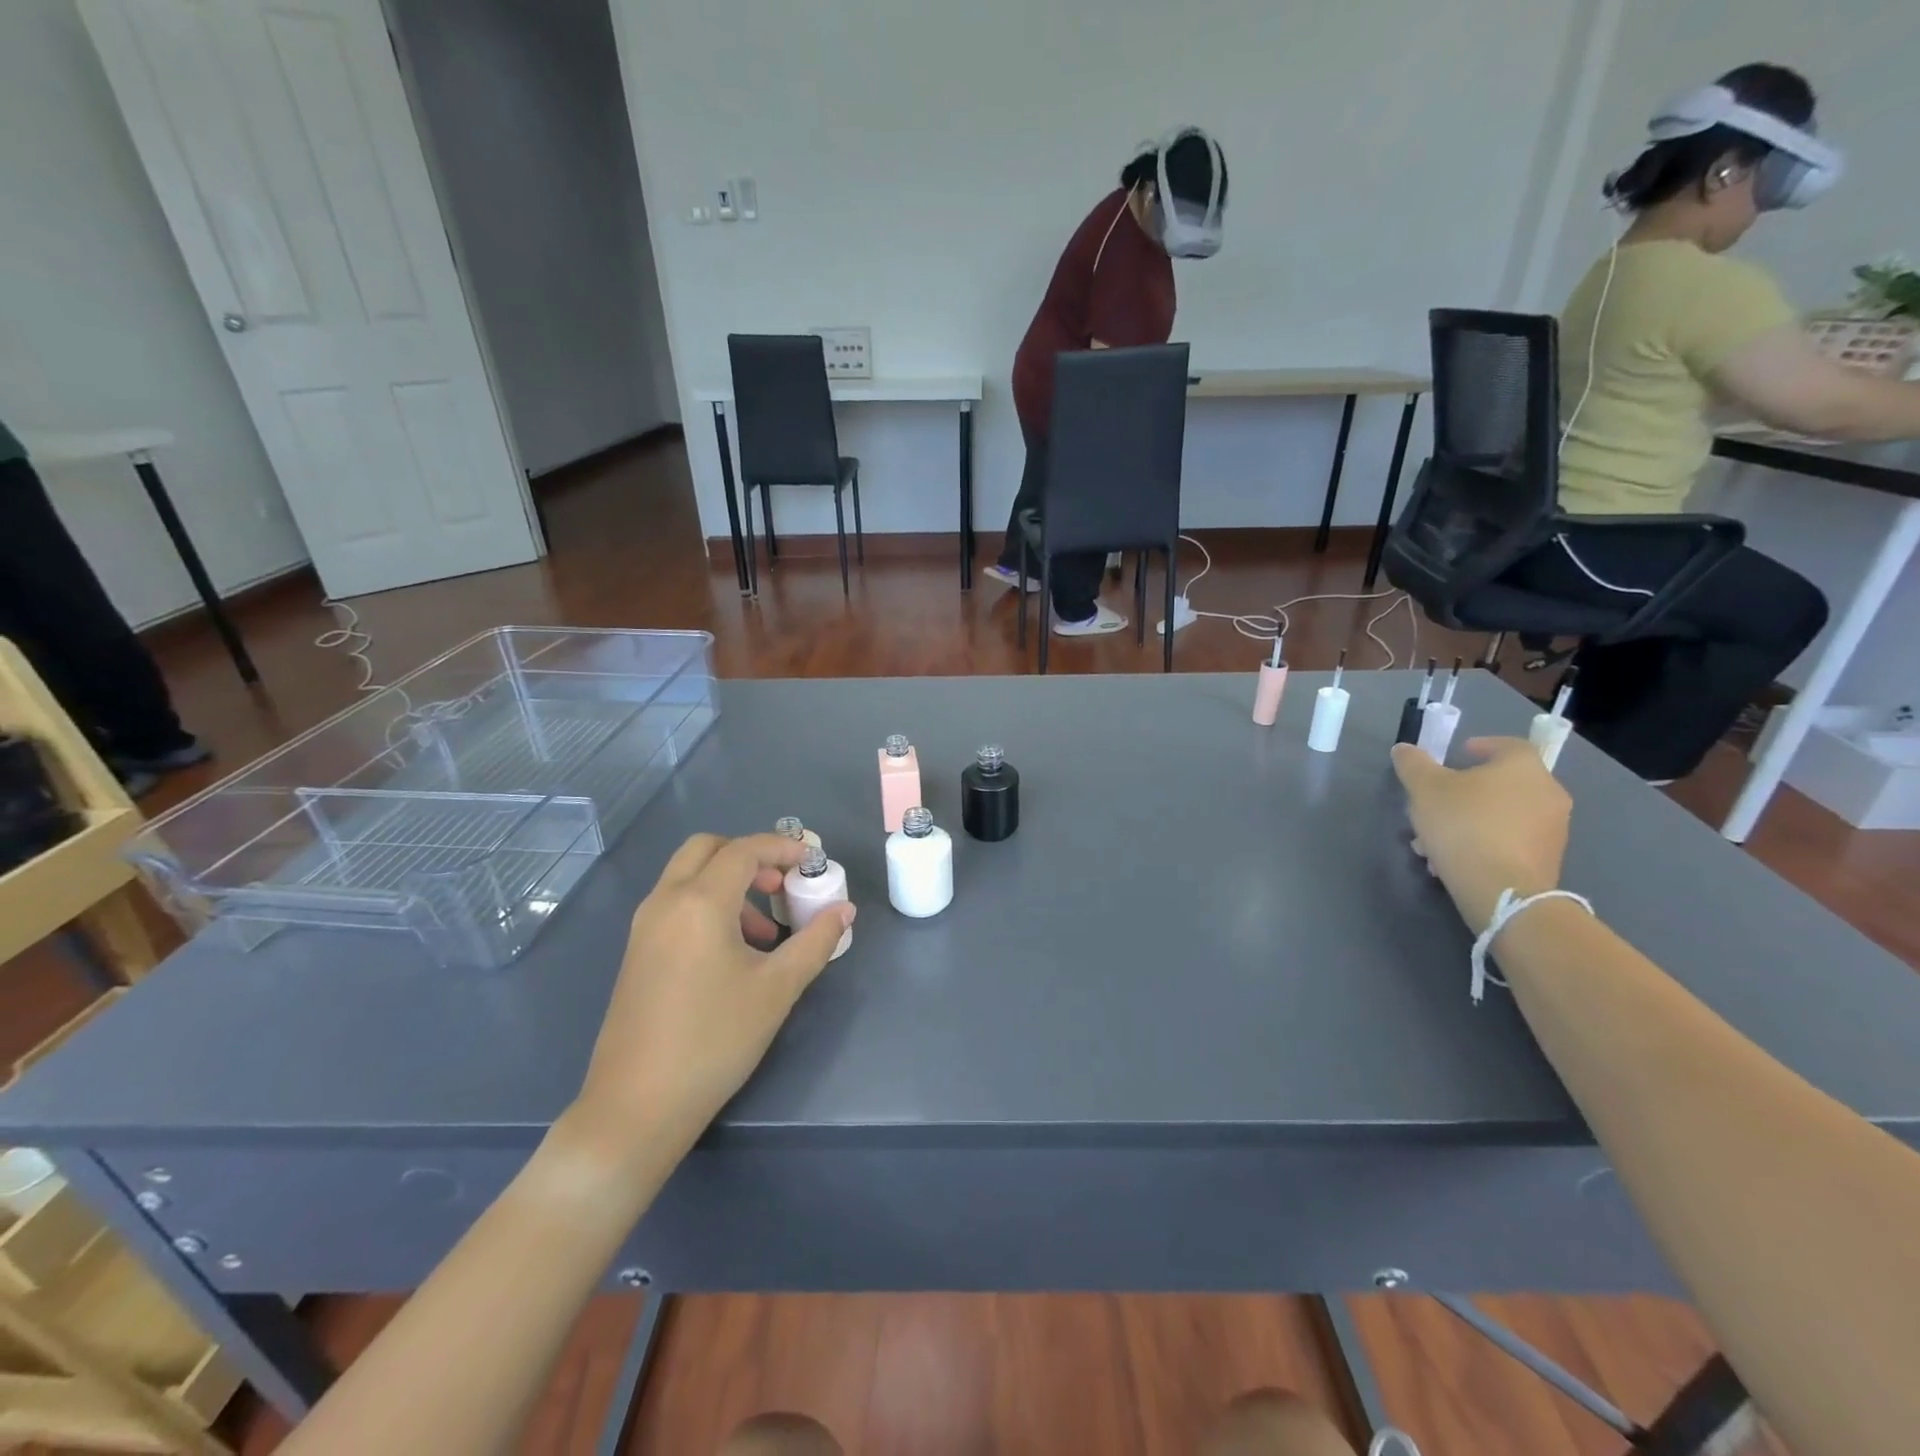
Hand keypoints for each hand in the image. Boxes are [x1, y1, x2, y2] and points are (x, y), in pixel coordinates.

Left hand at [567, 833, 855, 1166]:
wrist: (637, 1106)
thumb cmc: (715, 1040)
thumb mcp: (777, 989)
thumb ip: (816, 941)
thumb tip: (844, 910)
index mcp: (699, 902)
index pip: (743, 850)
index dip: (782, 847)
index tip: (812, 860)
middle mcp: (665, 901)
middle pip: (706, 848)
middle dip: (748, 855)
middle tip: (781, 883)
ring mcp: (644, 927)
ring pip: (688, 876)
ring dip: (728, 882)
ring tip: (764, 930)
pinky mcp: (637, 952)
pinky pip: (676, 904)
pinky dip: (707, 903)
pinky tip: (732, 952)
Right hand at [1390, 737, 1570, 929]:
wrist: (1500, 889)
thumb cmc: (1463, 824)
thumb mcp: (1424, 788)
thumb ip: (1413, 764)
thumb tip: (1404, 749)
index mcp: (1524, 768)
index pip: (1508, 745)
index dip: (1482, 746)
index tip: (1458, 754)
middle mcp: (1547, 793)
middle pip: (1501, 783)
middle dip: (1464, 791)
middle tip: (1434, 802)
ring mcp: (1552, 829)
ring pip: (1501, 815)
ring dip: (1468, 820)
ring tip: (1433, 839)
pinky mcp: (1547, 861)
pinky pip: (1508, 841)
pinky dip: (1482, 843)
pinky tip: (1451, 859)